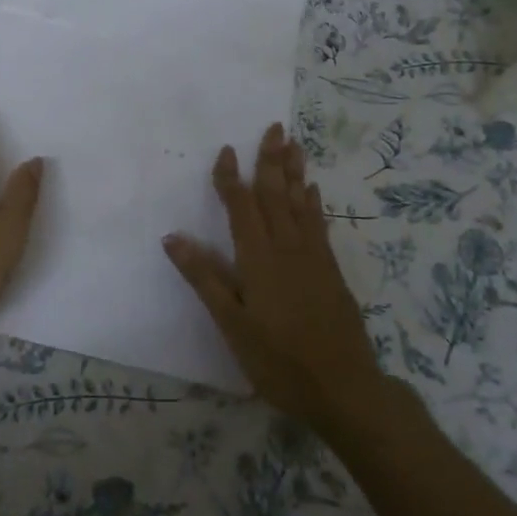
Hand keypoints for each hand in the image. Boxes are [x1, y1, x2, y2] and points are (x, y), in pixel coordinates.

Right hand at [163, 123, 383, 427]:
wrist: (344, 388)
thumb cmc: (279, 360)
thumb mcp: (232, 325)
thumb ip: (204, 278)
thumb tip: (172, 238)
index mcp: (259, 259)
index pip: (241, 207)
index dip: (232, 178)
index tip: (226, 149)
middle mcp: (287, 248)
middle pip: (276, 195)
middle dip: (271, 160)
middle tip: (274, 127)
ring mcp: (313, 258)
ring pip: (301, 204)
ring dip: (295, 172)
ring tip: (294, 143)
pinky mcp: (331, 271)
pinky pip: (319, 224)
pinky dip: (314, 202)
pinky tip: (313, 190)